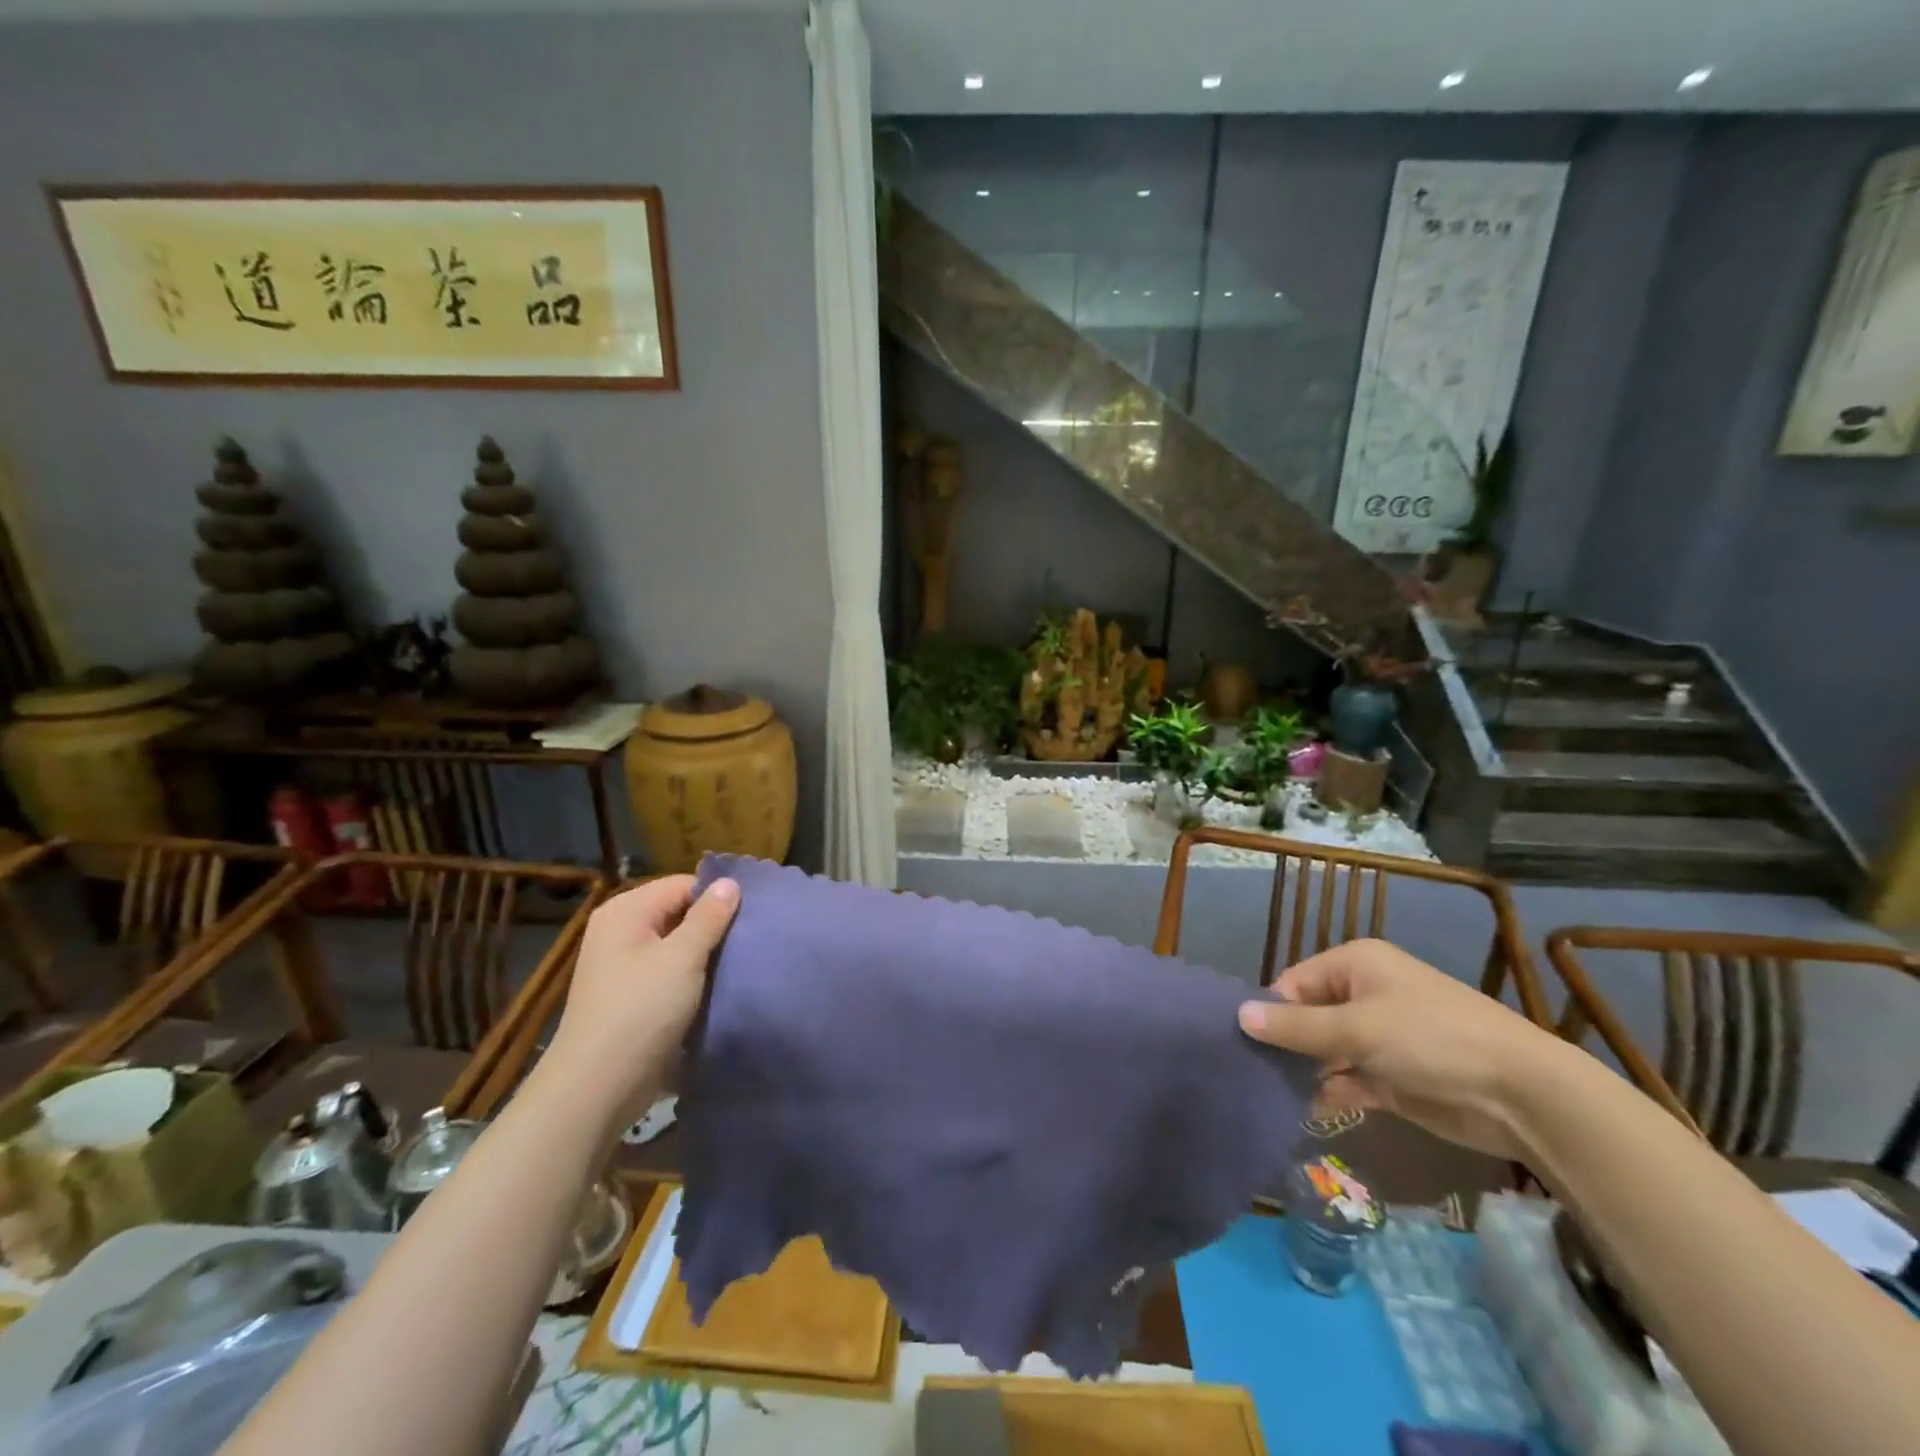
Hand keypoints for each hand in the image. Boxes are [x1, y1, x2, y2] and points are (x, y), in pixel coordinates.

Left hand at [538, 874, 738, 1133]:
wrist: (597, 1087)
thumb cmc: (641, 1010)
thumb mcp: (683, 957)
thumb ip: (709, 917)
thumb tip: (730, 882)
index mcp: (626, 911)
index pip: (683, 885)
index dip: (717, 897)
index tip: (752, 917)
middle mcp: (620, 931)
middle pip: (679, 912)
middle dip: (713, 926)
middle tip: (750, 940)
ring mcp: (622, 966)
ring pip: (677, 945)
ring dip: (705, 955)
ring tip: (739, 963)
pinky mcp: (630, 996)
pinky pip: (669, 972)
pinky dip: (691, 977)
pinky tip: (717, 988)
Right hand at [1237, 938, 1559, 1159]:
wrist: (1523, 1095)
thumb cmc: (1432, 1039)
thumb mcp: (1358, 1028)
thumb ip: (1297, 1027)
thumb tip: (1239, 1016)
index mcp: (1355, 965)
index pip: (1294, 982)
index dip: (1270, 1011)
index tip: (1243, 1043)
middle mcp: (1364, 995)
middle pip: (1308, 1016)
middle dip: (1284, 1044)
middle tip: (1248, 1072)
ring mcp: (1380, 1038)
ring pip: (1326, 1051)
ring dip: (1304, 1072)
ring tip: (1266, 1094)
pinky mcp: (1393, 1078)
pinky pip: (1348, 1080)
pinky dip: (1329, 1093)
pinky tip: (1302, 1111)